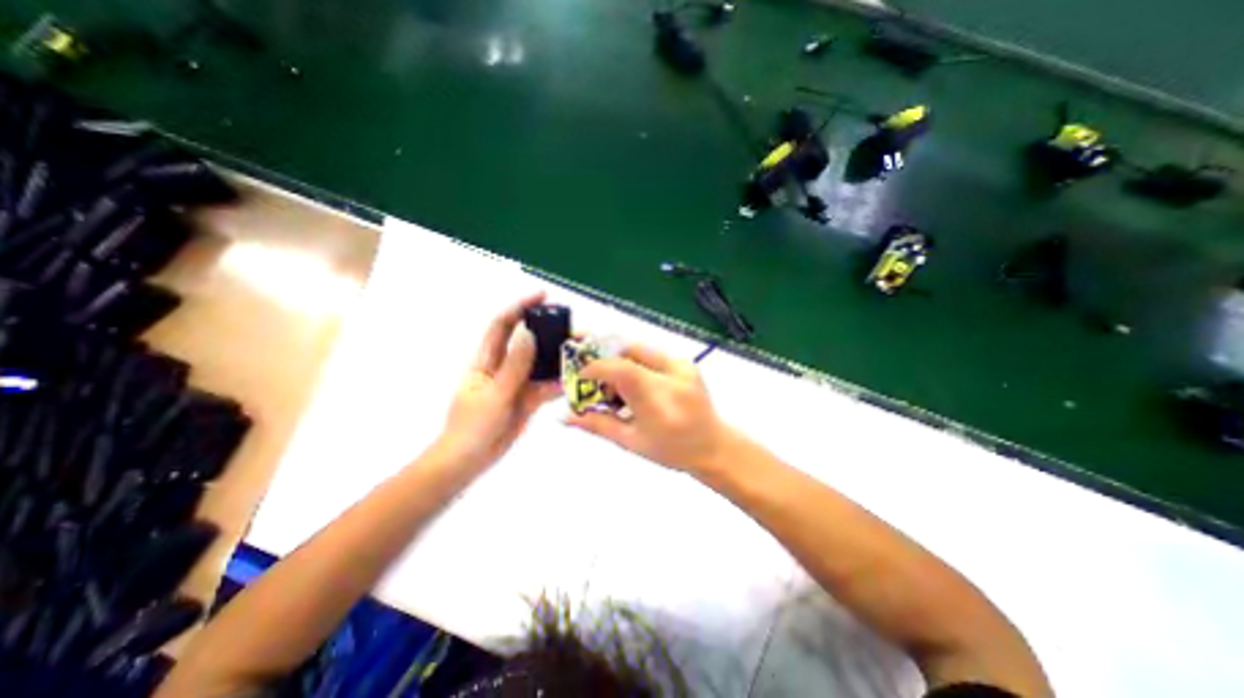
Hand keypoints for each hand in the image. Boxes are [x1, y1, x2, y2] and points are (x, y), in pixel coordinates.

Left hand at [433, 293, 558, 465]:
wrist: (469, 461)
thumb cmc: (473, 426)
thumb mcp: (495, 394)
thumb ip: (515, 365)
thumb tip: (528, 333)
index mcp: (486, 360)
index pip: (502, 325)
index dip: (520, 306)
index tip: (543, 296)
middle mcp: (503, 366)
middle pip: (526, 341)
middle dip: (546, 330)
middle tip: (571, 326)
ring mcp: (516, 383)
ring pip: (539, 364)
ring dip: (557, 357)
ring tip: (579, 352)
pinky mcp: (527, 400)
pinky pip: (545, 387)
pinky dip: (559, 383)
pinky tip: (573, 381)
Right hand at [565, 344, 736, 473]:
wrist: (713, 446)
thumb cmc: (672, 450)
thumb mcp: (630, 441)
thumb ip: (597, 424)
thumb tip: (564, 416)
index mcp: (658, 398)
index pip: (620, 368)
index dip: (594, 367)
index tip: (580, 378)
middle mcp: (671, 372)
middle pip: (627, 349)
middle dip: (603, 358)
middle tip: (590, 375)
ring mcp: (681, 364)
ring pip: (638, 348)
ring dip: (618, 361)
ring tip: (613, 385)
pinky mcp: (685, 362)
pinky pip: (650, 354)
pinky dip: (633, 363)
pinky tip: (632, 384)